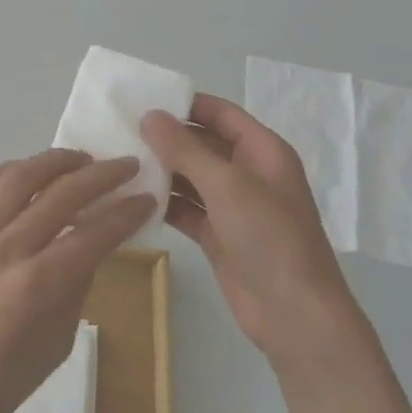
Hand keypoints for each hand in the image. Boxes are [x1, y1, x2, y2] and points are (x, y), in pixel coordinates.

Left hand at [0, 150, 154, 412]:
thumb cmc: (3, 380)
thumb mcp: (58, 342)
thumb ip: (76, 286)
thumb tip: (91, 245)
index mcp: (39, 284)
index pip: (94, 234)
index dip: (126, 213)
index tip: (147, 198)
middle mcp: (7, 249)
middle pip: (62, 194)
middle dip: (102, 175)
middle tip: (126, 166)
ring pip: (18, 178)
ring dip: (54, 161)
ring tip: (79, 159)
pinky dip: (8, 171)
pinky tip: (27, 171)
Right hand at [142, 95, 359, 370]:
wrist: (294, 313)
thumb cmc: (269, 237)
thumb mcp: (226, 185)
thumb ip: (185, 149)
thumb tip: (150, 116)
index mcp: (261, 151)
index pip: (219, 113)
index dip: (184, 103)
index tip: (139, 99)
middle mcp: (247, 173)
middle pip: (201, 144)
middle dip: (165, 138)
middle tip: (117, 132)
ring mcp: (232, 206)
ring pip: (190, 177)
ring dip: (160, 171)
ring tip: (117, 162)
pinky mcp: (218, 235)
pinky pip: (185, 209)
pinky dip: (163, 203)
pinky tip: (131, 198)